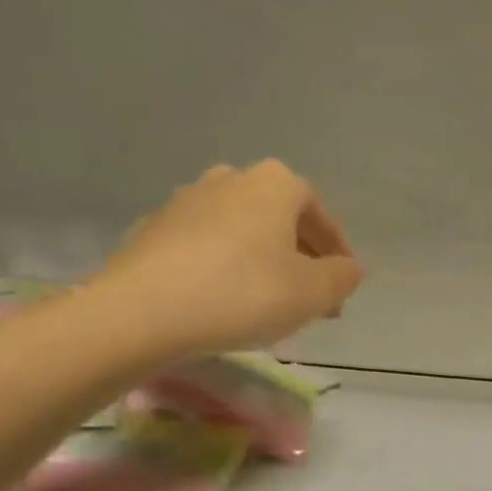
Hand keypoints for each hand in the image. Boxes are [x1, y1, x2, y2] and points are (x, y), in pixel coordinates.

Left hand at [100, 161, 364, 355]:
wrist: (142, 310)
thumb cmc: (242, 293)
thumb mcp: (311, 293)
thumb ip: (341, 278)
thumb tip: (349, 269)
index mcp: (274, 183)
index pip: (319, 213)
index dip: (336, 250)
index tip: (342, 283)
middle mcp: (230, 179)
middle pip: (277, 220)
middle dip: (297, 256)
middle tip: (308, 298)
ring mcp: (185, 201)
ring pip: (239, 233)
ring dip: (258, 262)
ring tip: (264, 302)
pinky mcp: (151, 231)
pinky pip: (202, 249)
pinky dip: (219, 269)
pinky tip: (218, 302)